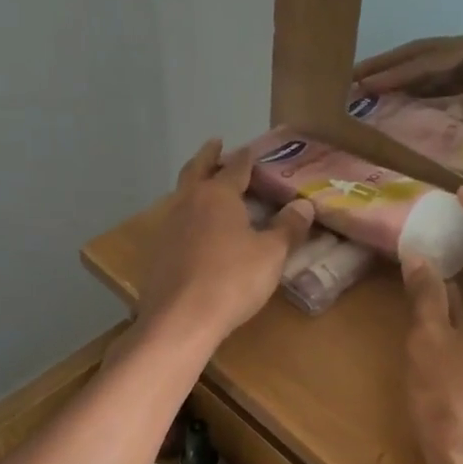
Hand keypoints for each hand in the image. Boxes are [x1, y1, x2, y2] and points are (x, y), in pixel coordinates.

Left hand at [139, 140, 314, 344]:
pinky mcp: (158, 253)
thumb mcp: (270, 254)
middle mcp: (188, 203)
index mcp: (217, 195)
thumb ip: (287, 228)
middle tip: (215, 144)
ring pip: (182, 196)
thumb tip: (304, 205)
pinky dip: (187, 216)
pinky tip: (194, 230)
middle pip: (197, 171)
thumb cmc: (231, 280)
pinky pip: (175, 223)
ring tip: (206, 186)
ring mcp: (168, 228)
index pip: (235, 168)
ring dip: (194, 185)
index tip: (253, 150)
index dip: (246, 158)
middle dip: (208, 156)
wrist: (180, 319)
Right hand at [353, 19, 462, 118]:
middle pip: (421, 53)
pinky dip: (425, 86)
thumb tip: (447, 112)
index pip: (429, 61)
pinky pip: (449, 77)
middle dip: (386, 66)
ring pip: (432, 64)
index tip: (362, 84)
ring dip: (401, 74)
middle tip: (350, 78)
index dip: (395, 74)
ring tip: (369, 87)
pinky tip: (410, 99)